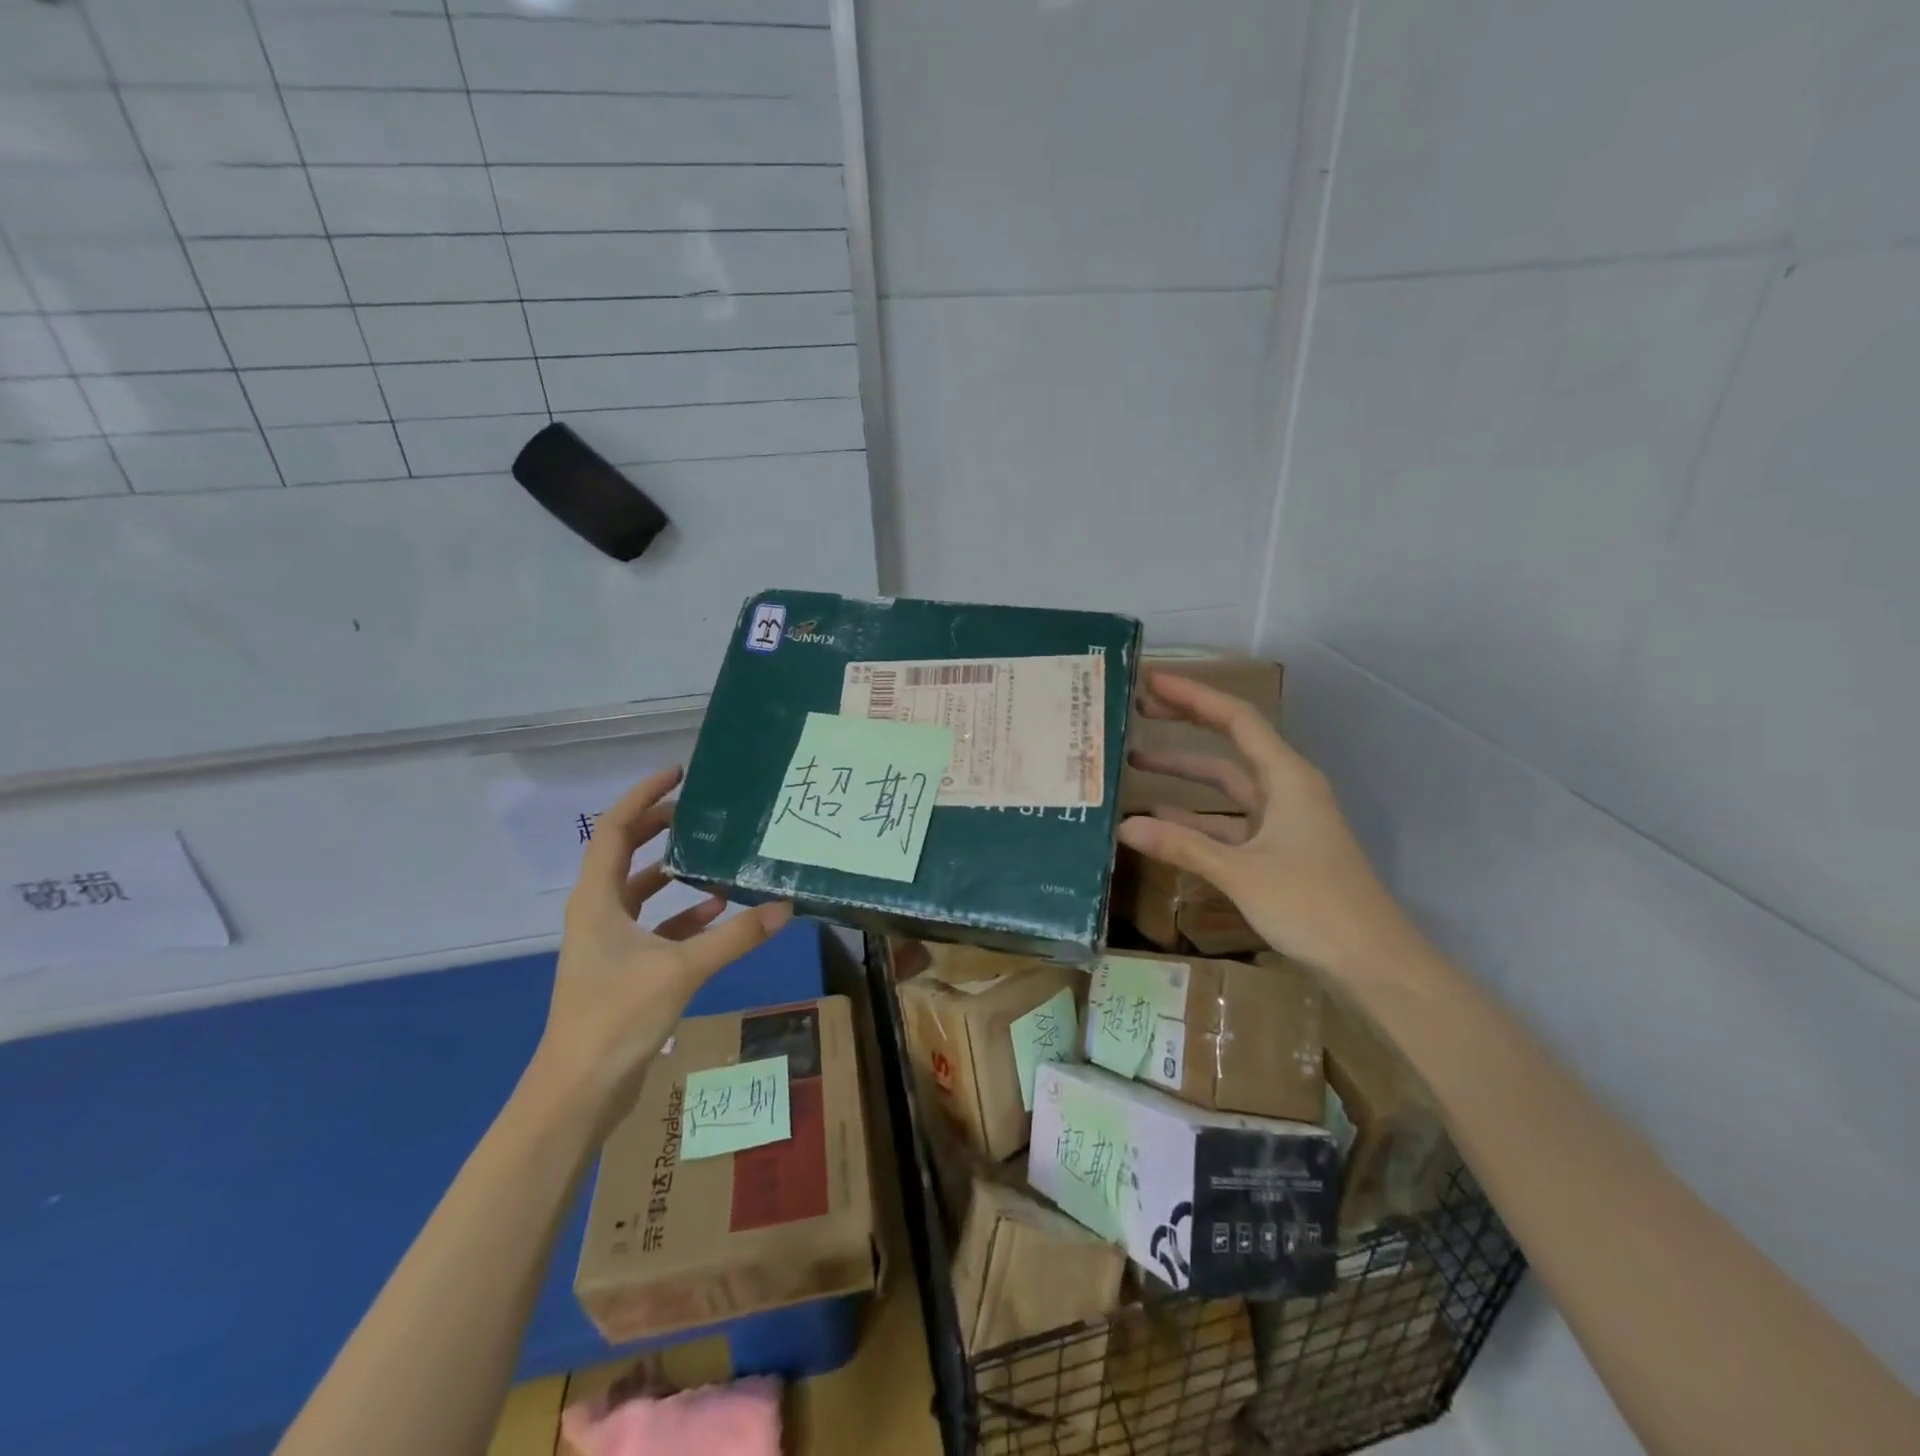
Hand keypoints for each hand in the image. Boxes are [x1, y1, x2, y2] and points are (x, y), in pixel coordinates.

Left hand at [534, 766, 791, 1129]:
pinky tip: (718, 913)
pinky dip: (682, 915)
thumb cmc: (617, 1018)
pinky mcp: (621, 967)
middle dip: (660, 826)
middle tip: (702, 809)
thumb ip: (735, 937)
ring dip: (673, 871)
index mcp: (596, 899)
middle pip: (625, 852)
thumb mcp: (682, 970)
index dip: (643, 796)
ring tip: (714, 854)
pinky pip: (653, 926)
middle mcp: (596, 911)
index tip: (679, 774)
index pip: (614, 828)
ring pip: (640, 890)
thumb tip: (785, 907)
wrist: (578, 1092)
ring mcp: (607, 941)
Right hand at [1119, 672, 1416, 984]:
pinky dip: (1195, 816)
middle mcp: (1285, 789)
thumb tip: (1124, 826)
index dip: (1193, 696)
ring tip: (1134, 761)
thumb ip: (1182, 846)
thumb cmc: (1314, 906)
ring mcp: (1282, 820)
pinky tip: (1159, 819)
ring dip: (1184, 774)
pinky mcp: (1277, 849)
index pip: (1236, 719)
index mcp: (1287, 778)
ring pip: (1225, 785)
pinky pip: (1227, 820)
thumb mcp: (1242, 872)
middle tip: (1137, 710)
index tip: (1150, 681)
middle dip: (1184, 724)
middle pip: (1229, 744)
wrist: (1374, 963)